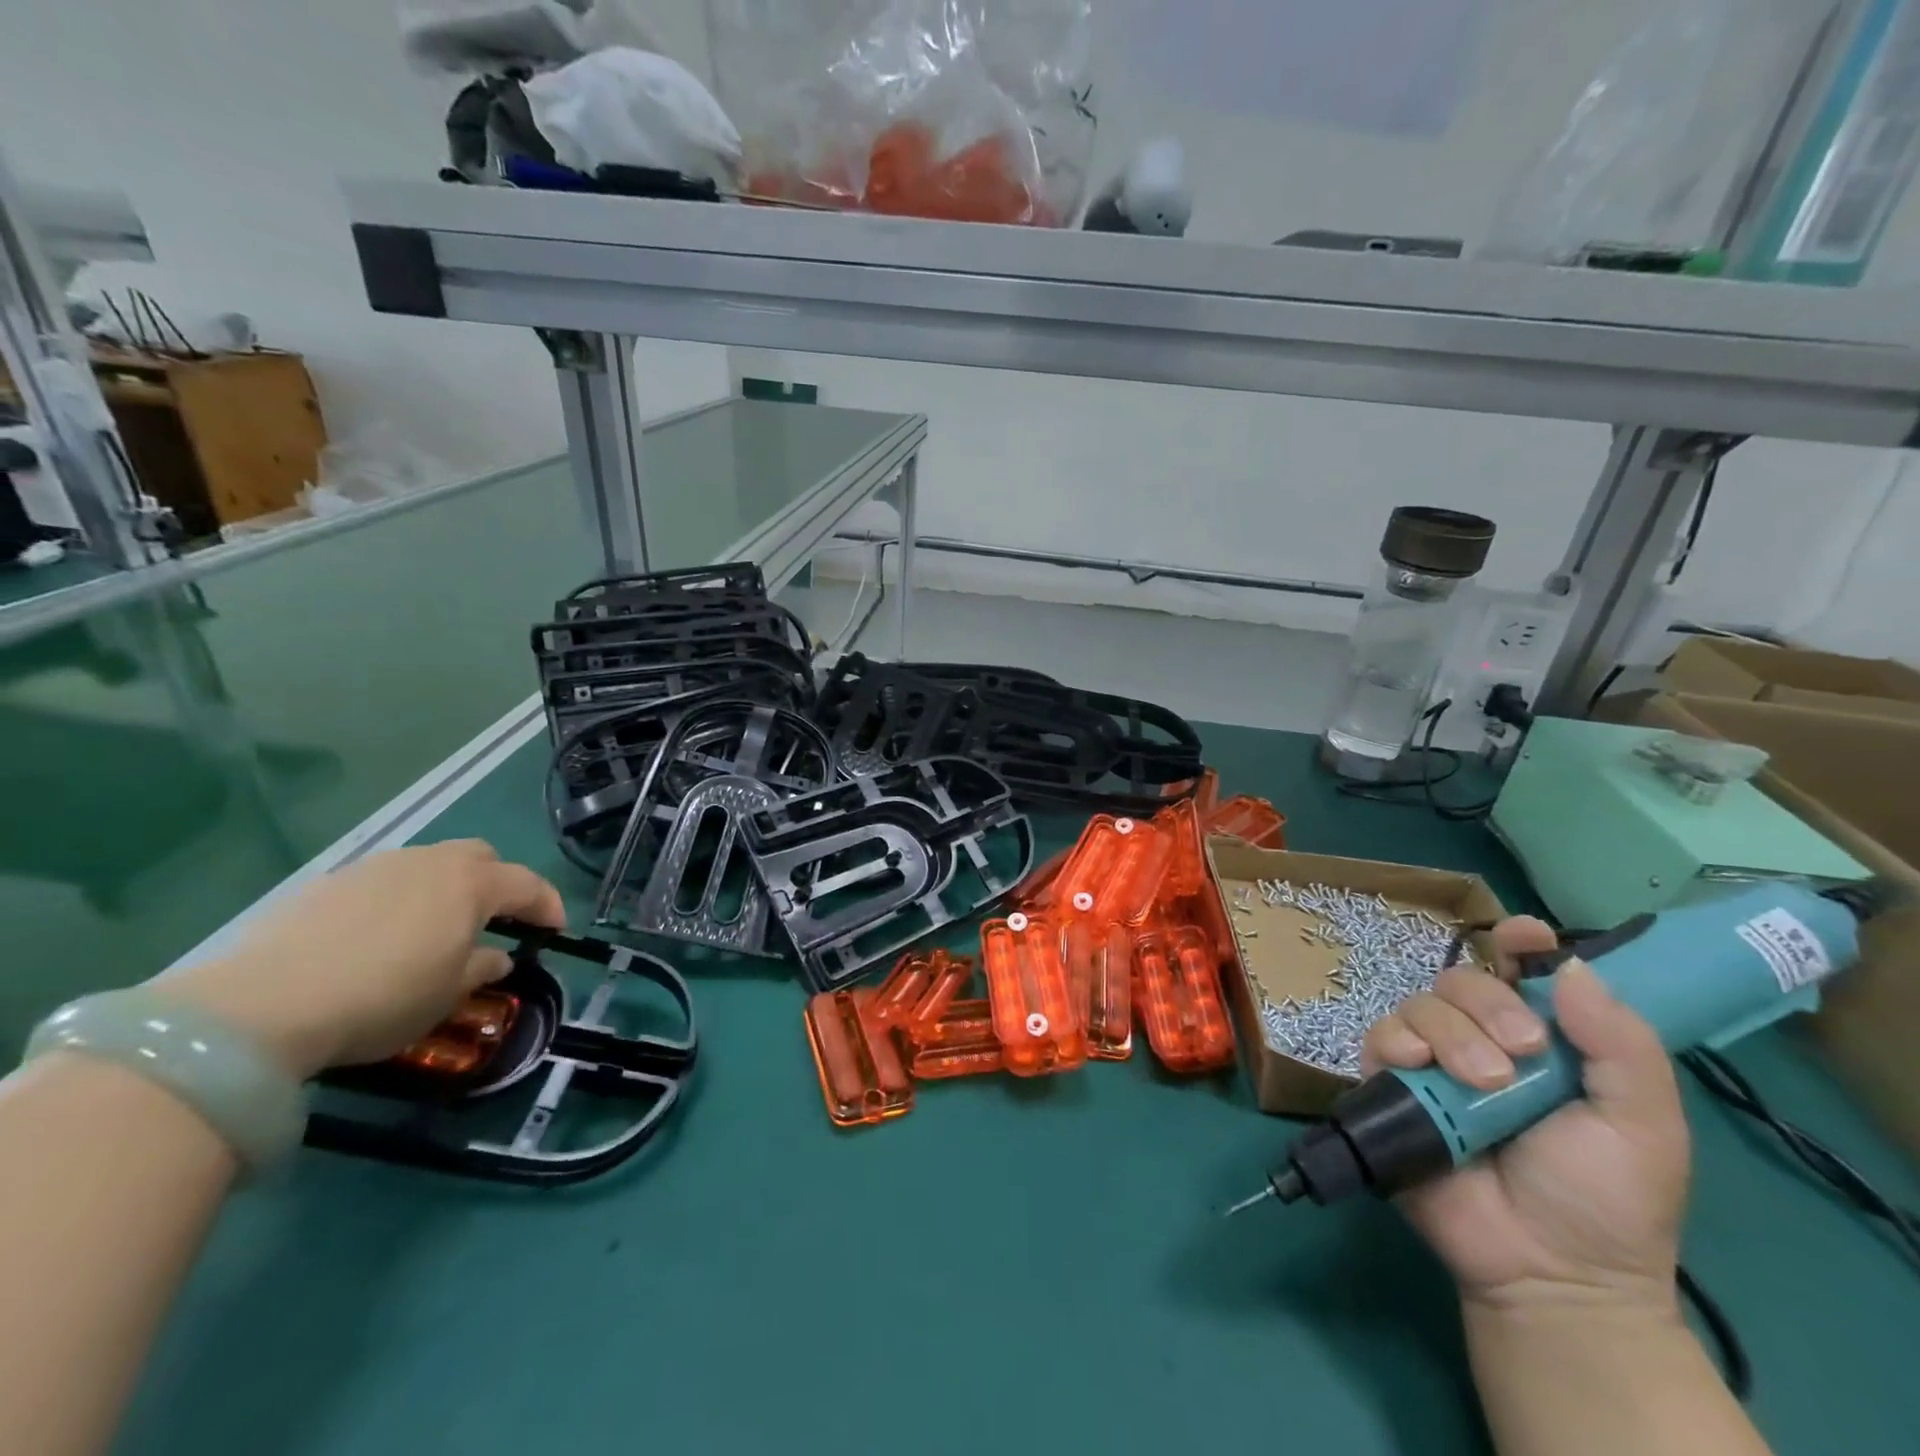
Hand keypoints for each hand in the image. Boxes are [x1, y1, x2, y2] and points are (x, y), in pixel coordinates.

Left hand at [161, 841, 565, 1079]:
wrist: (259, 1008)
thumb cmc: (382, 998)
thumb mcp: (447, 995)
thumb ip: (481, 968)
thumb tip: (497, 957)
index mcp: (470, 884)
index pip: (528, 884)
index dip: (548, 905)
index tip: (556, 931)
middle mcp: (428, 862)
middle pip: (480, 857)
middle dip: (498, 883)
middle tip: (496, 920)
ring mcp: (374, 868)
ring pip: (428, 865)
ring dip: (445, 890)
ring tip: (433, 932)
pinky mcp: (325, 885)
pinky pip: (383, 882)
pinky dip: (398, 901)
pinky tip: (378, 938)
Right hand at [1362, 917, 1689, 1317]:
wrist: (1549, 1270)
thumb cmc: (1607, 1198)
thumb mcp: (1644, 1124)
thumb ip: (1621, 1045)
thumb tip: (1572, 966)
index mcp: (1545, 1038)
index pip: (1523, 970)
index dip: (1520, 942)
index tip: (1524, 936)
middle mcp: (1483, 1037)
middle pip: (1464, 978)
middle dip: (1489, 1003)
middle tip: (1523, 1052)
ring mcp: (1434, 1060)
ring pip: (1422, 1004)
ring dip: (1452, 1033)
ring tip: (1483, 1083)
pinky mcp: (1391, 1082)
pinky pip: (1380, 1035)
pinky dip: (1399, 1042)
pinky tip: (1420, 1068)